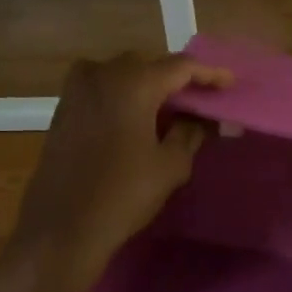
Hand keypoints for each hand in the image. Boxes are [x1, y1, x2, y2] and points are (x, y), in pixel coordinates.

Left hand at [10, 52, 229, 289]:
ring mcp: (77, 90)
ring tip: (170, 108)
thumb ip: (191, 133)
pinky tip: (138, 118)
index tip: (229, 83)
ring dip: (148, 85)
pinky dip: (124, 95)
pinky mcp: (63, 109)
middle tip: (199, 99)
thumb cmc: (124, 194)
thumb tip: (200, 119)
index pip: (180, 66)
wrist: (63, 227)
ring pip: (122, 74)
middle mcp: (102, 74)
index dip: (208, 74)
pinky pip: (102, 89)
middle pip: (149, 64)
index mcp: (133, 83)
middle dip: (176, 78)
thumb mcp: (171, 165)